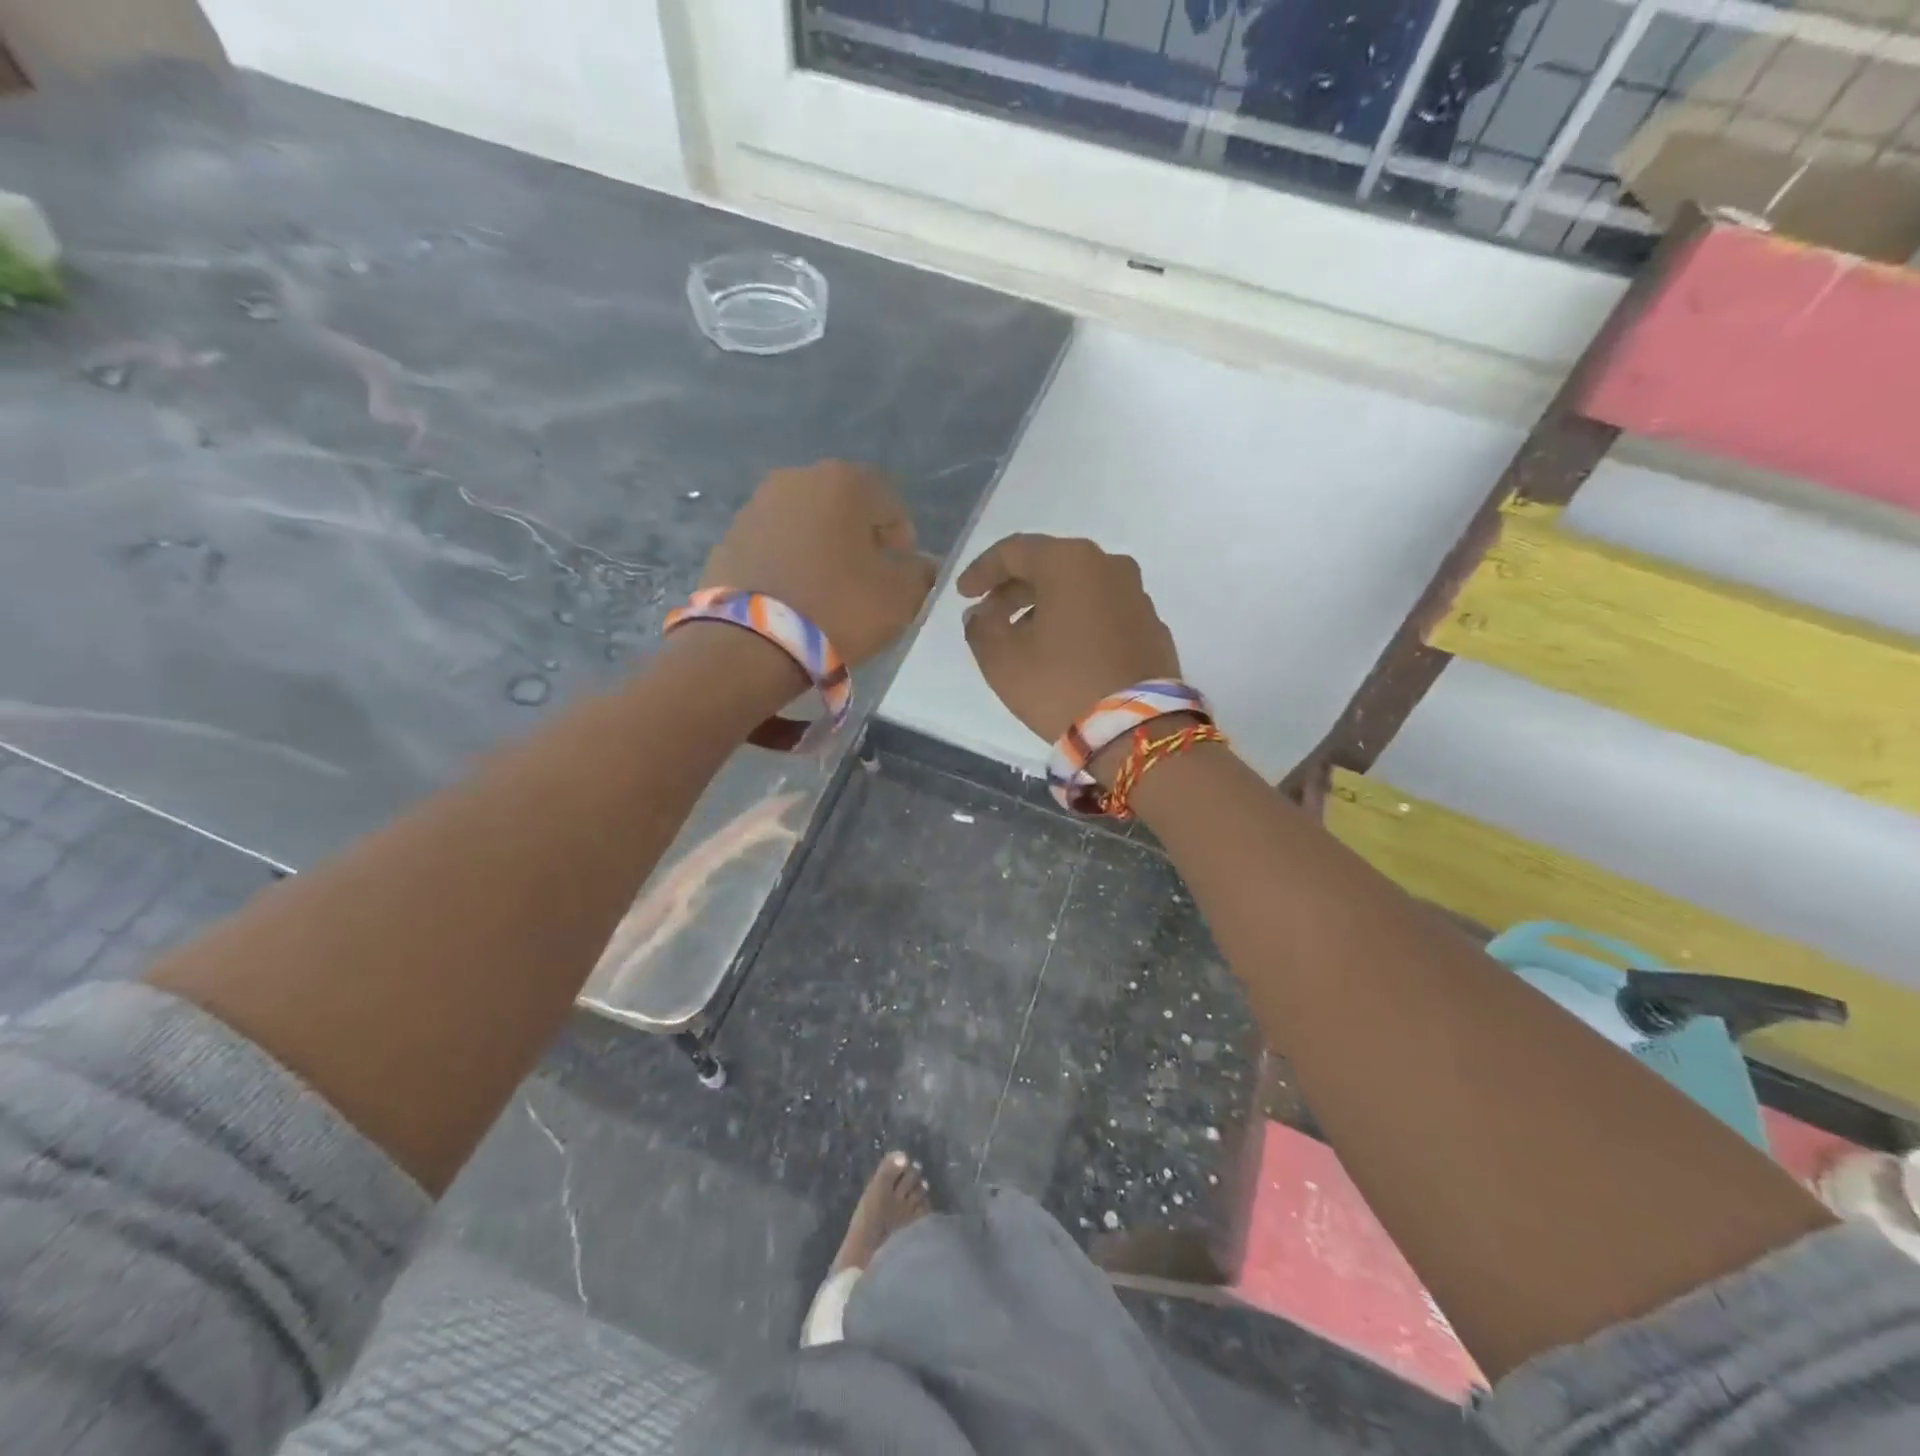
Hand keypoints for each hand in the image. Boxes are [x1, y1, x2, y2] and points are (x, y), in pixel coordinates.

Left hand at [703, 462, 936, 666]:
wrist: (752, 643)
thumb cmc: (838, 608)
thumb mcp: (900, 597)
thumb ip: (920, 574)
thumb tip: (919, 566)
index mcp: (843, 482)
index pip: (890, 505)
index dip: (902, 541)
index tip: (900, 573)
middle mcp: (796, 479)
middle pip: (844, 509)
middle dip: (859, 540)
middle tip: (866, 582)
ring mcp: (756, 506)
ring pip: (807, 526)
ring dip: (823, 550)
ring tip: (828, 592)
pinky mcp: (729, 538)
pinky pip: (775, 547)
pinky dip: (790, 564)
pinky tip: (796, 598)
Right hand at [957, 533, 1181, 745]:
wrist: (1135, 731)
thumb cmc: (1060, 685)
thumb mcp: (1002, 659)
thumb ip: (981, 628)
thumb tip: (982, 616)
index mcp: (1070, 562)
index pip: (1014, 551)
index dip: (982, 571)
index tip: (962, 595)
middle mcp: (1109, 566)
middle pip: (1050, 566)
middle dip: (1014, 589)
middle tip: (989, 616)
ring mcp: (1136, 596)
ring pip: (1079, 589)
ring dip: (1046, 606)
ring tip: (1023, 637)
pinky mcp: (1151, 627)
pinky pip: (1103, 612)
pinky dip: (1077, 622)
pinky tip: (1063, 651)